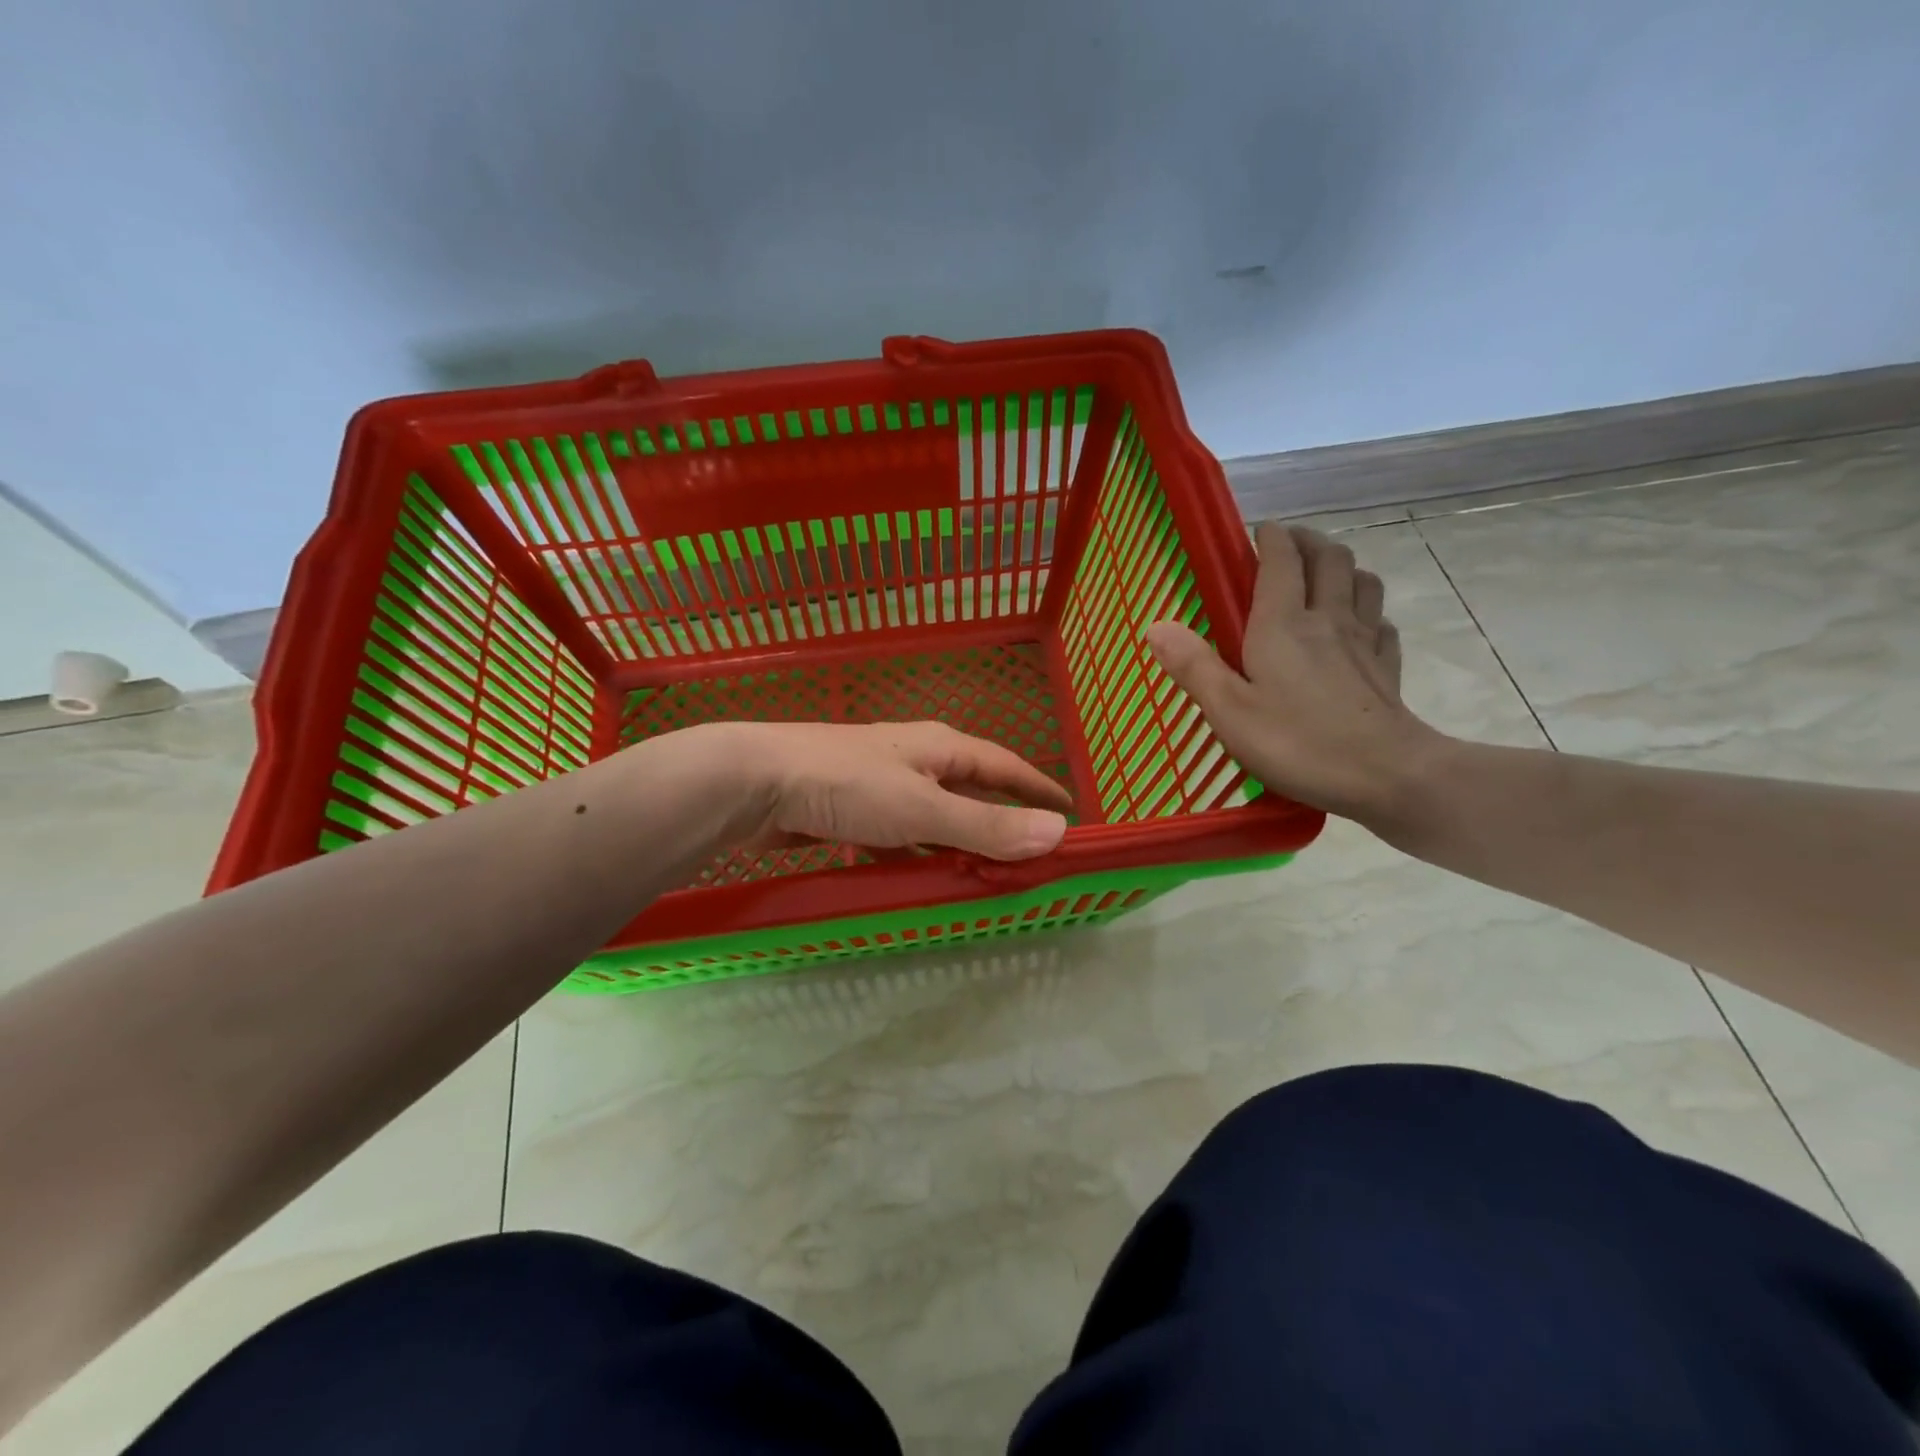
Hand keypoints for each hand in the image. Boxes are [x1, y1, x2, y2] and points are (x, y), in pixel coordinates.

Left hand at [719, 721, 1072, 860]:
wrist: (755, 782)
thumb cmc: (846, 786)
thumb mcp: (923, 809)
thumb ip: (986, 825)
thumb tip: (1058, 832)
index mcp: (941, 748)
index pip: (1006, 766)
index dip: (1039, 788)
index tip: (1070, 811)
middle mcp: (916, 760)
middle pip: (972, 793)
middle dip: (1001, 823)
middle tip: (1030, 860)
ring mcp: (882, 785)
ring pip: (935, 819)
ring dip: (959, 845)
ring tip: (983, 879)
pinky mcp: (853, 811)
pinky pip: (900, 838)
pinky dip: (917, 858)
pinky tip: (919, 881)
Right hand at [1145, 522, 1445, 826]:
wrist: (1386, 775)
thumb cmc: (1298, 742)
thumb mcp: (1229, 710)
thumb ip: (1193, 666)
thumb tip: (1155, 625)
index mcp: (1284, 624)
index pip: (1282, 560)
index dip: (1270, 538)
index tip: (1259, 531)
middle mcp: (1328, 619)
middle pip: (1329, 558)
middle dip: (1309, 541)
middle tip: (1289, 544)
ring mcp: (1364, 641)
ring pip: (1362, 582)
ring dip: (1343, 567)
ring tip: (1325, 574)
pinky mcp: (1386, 668)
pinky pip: (1381, 623)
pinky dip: (1369, 612)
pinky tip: (1359, 627)